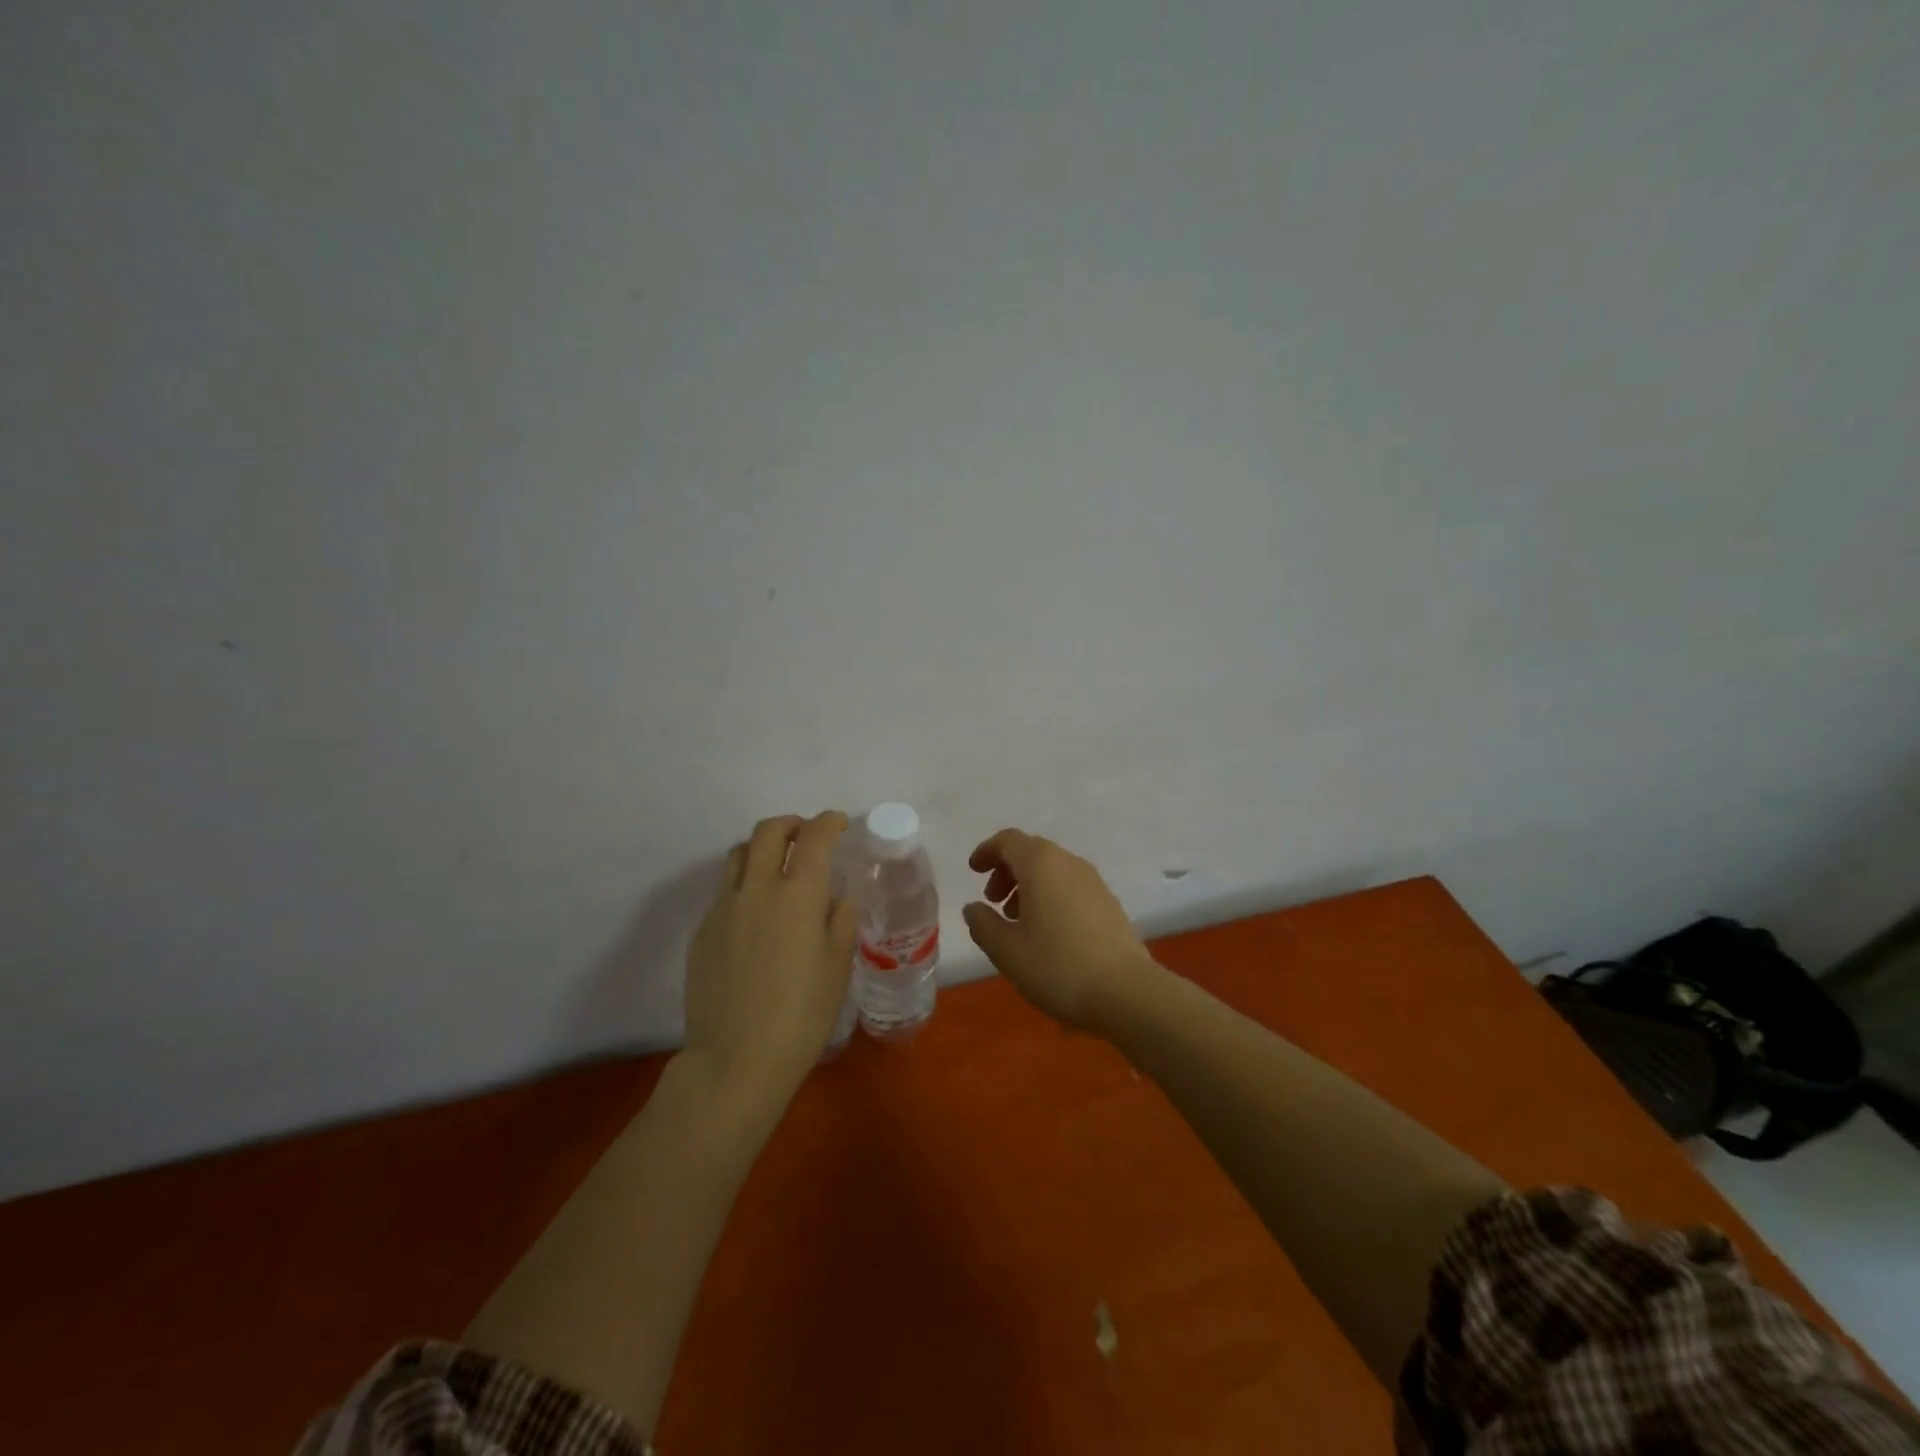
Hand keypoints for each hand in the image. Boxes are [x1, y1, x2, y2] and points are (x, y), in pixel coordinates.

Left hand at [683, 812, 859, 1106]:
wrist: (736, 1061)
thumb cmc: (801, 1016)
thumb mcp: (838, 967)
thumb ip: (841, 921)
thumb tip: (840, 896)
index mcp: (799, 895)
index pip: (815, 838)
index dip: (829, 822)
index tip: (839, 824)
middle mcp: (758, 890)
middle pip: (768, 832)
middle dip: (792, 824)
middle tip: (807, 836)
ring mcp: (724, 908)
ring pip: (739, 855)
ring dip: (762, 848)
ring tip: (777, 867)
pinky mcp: (702, 931)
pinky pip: (724, 891)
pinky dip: (744, 885)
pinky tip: (755, 916)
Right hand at [962, 828, 1162, 1029]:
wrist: (1126, 992)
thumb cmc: (1057, 965)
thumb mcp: (1006, 950)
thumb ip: (983, 924)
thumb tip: (973, 908)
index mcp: (1041, 864)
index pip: (1008, 840)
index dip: (987, 852)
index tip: (974, 871)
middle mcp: (1069, 862)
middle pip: (1031, 852)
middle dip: (1007, 871)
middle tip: (993, 901)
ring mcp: (1094, 882)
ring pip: (1053, 870)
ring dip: (1029, 886)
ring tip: (1017, 922)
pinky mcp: (1109, 903)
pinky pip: (1070, 886)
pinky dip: (1051, 897)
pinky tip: (1047, 932)